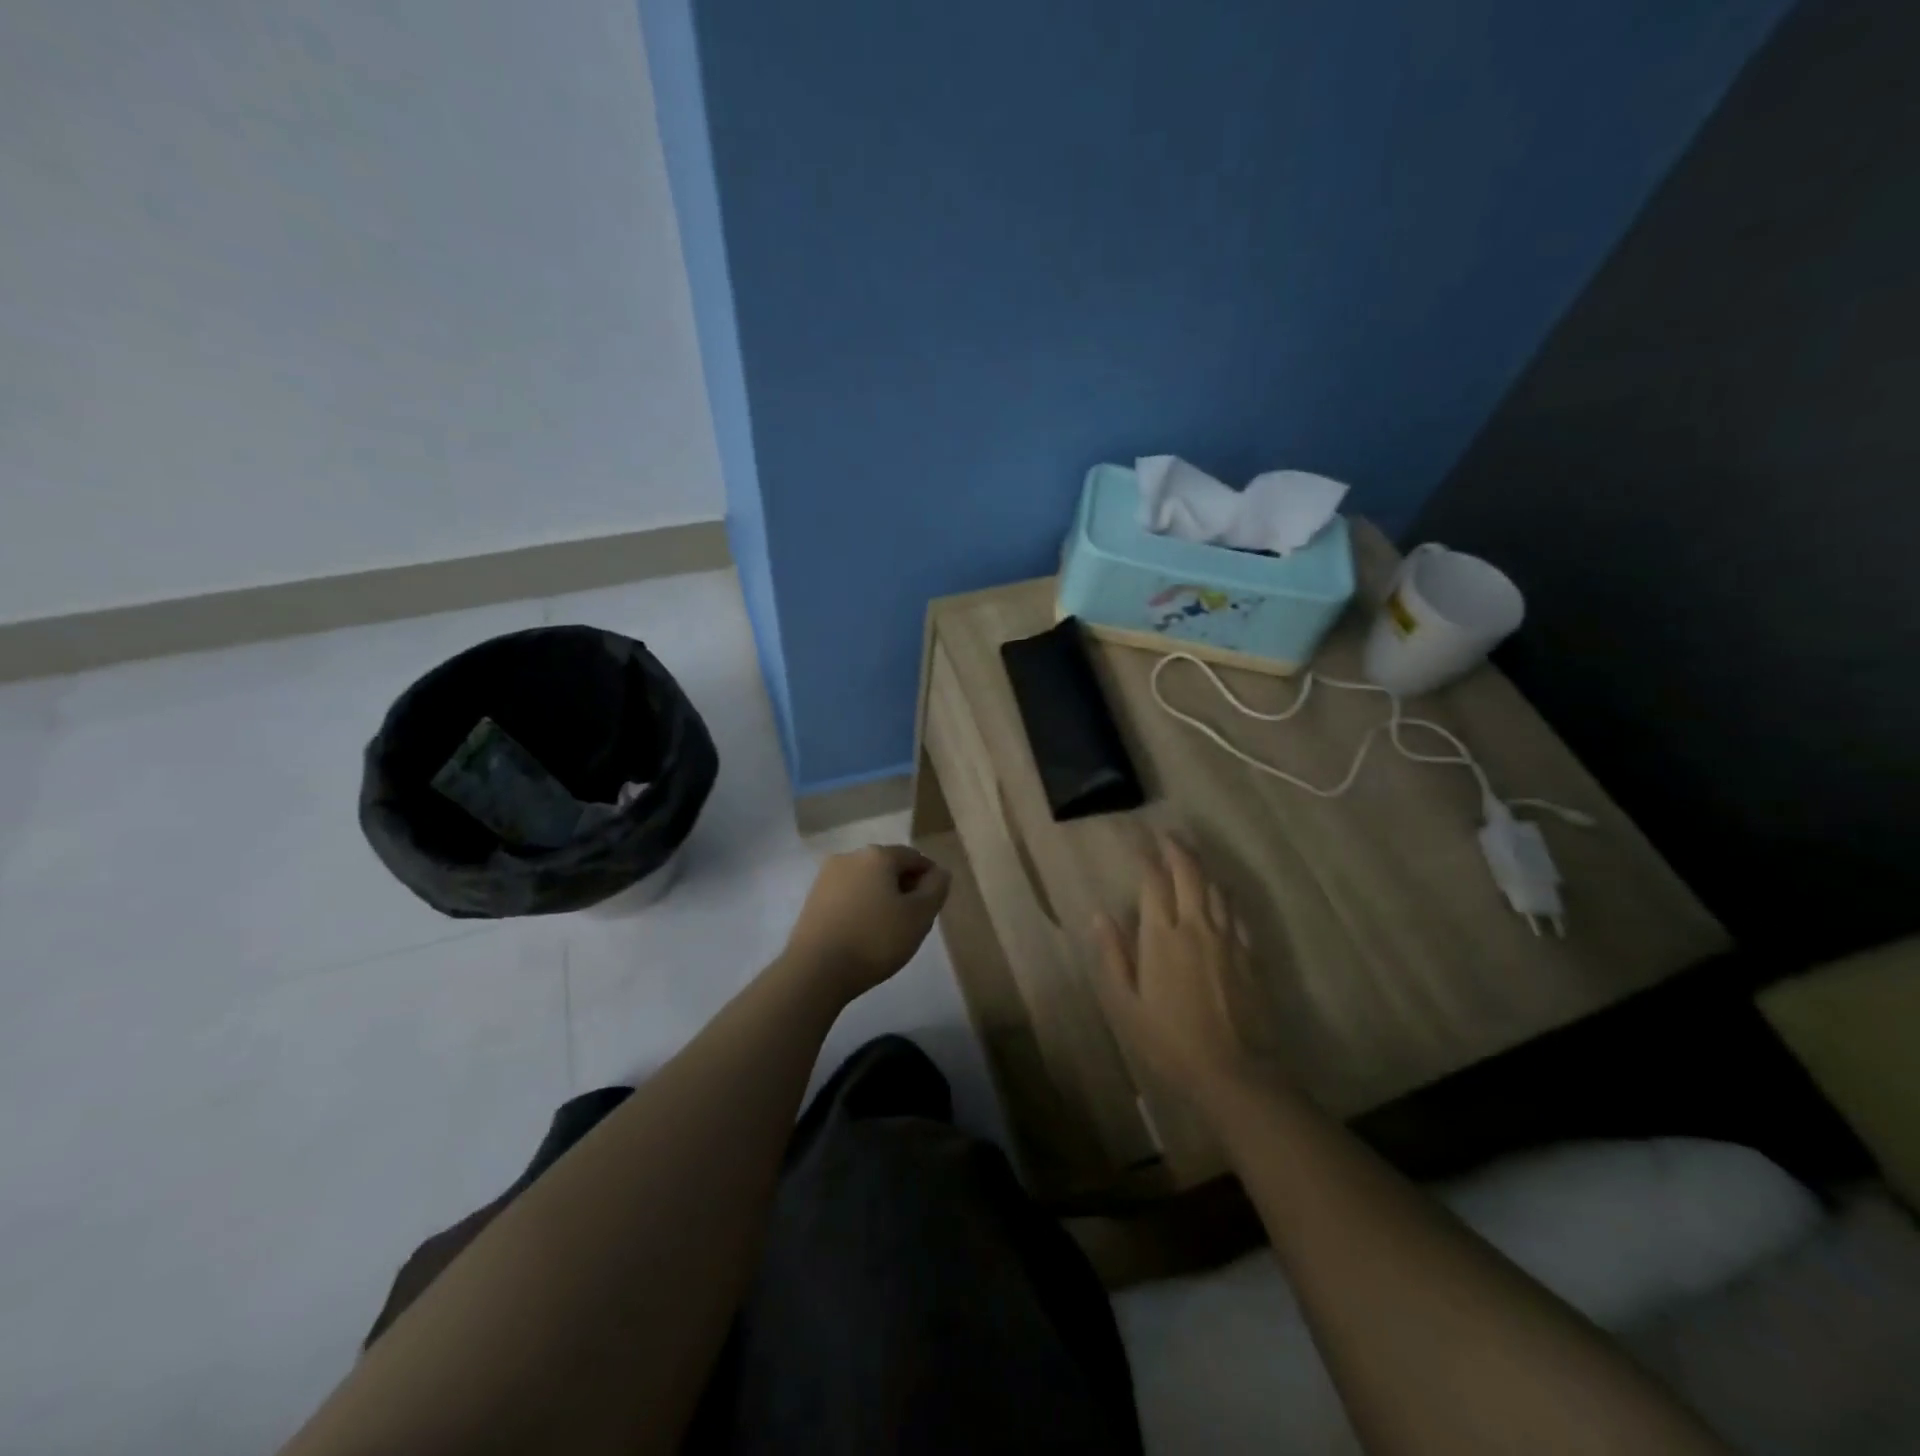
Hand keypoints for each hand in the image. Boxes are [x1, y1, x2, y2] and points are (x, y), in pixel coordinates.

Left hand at [782, 844, 951, 1001]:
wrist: (816, 970)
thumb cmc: (875, 939)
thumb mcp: (919, 916)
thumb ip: (936, 889)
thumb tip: (939, 872)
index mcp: (877, 855)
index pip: (914, 857)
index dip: (930, 878)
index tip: (933, 905)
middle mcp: (850, 856)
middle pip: (888, 866)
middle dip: (904, 887)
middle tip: (913, 919)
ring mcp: (826, 877)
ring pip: (866, 881)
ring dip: (881, 897)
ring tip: (888, 929)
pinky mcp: (812, 899)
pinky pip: (847, 895)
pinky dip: (861, 907)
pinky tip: (864, 932)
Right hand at [1092, 833, 1291, 1119]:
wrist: (1236, 1073)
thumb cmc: (1170, 1042)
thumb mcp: (1127, 1005)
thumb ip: (1114, 957)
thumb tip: (1100, 916)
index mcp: (1161, 936)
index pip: (1153, 882)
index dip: (1145, 858)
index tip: (1138, 842)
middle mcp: (1196, 926)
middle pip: (1189, 873)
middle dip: (1177, 849)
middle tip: (1168, 835)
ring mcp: (1228, 939)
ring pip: (1216, 888)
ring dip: (1203, 867)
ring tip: (1192, 856)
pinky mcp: (1250, 955)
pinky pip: (1238, 913)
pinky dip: (1226, 895)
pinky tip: (1223, 895)